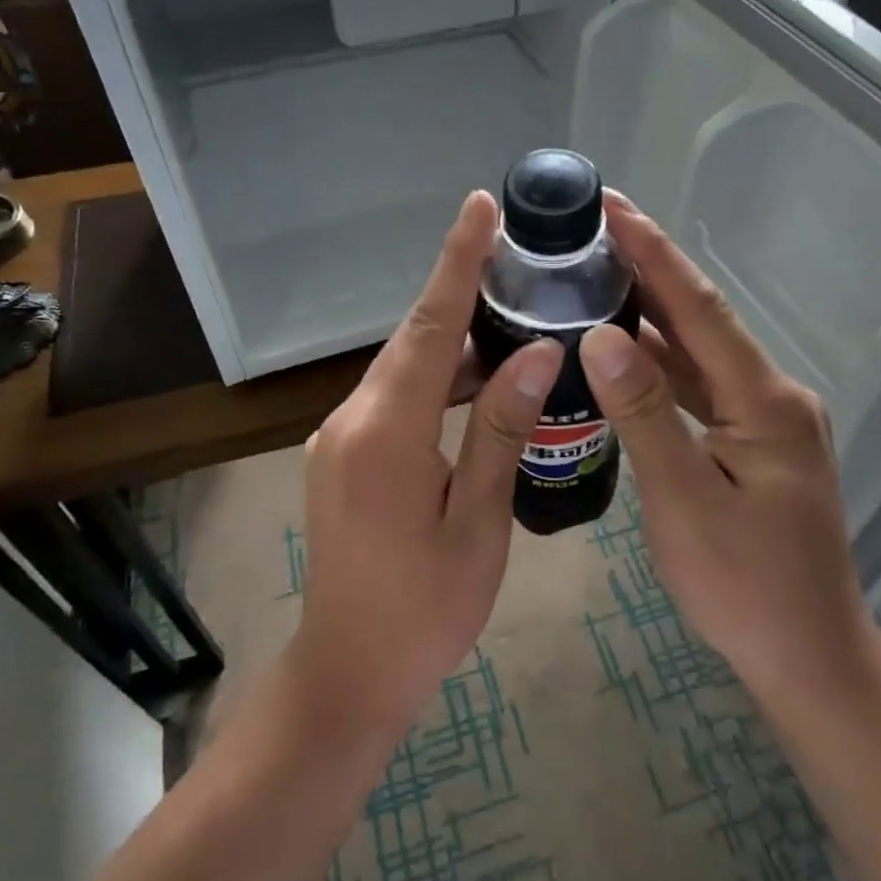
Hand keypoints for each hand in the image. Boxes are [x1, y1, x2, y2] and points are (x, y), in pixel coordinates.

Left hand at [295, 192, 562, 734]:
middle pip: (415, 340)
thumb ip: (501, 429)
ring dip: (455, 342)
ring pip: (406, 368)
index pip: (429, 326)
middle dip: (462, 294)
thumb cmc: (425, 610)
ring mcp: (340, 436)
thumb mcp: (478, 521)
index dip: (457, 263)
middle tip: (519, 261)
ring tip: (515, 318)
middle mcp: (352, 419)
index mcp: (385, 433)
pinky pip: (396, 397)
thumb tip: (539, 352)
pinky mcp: (344, 454)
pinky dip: (438, 380)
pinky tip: (480, 383)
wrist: (349, 672)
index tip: (480, 208)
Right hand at [579, 195, 880, 705]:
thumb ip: (645, 412)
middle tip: (598, 228)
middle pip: (703, 322)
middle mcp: (774, 395)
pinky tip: (626, 349)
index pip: (700, 310)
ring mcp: (768, 419)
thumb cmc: (744, 586)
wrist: (809, 656)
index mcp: (765, 401)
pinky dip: (663, 363)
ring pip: (702, 354)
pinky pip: (703, 387)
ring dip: (654, 314)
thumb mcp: (684, 499)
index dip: (655, 254)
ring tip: (600, 275)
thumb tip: (602, 334)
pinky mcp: (757, 442)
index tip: (614, 206)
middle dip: (652, 270)